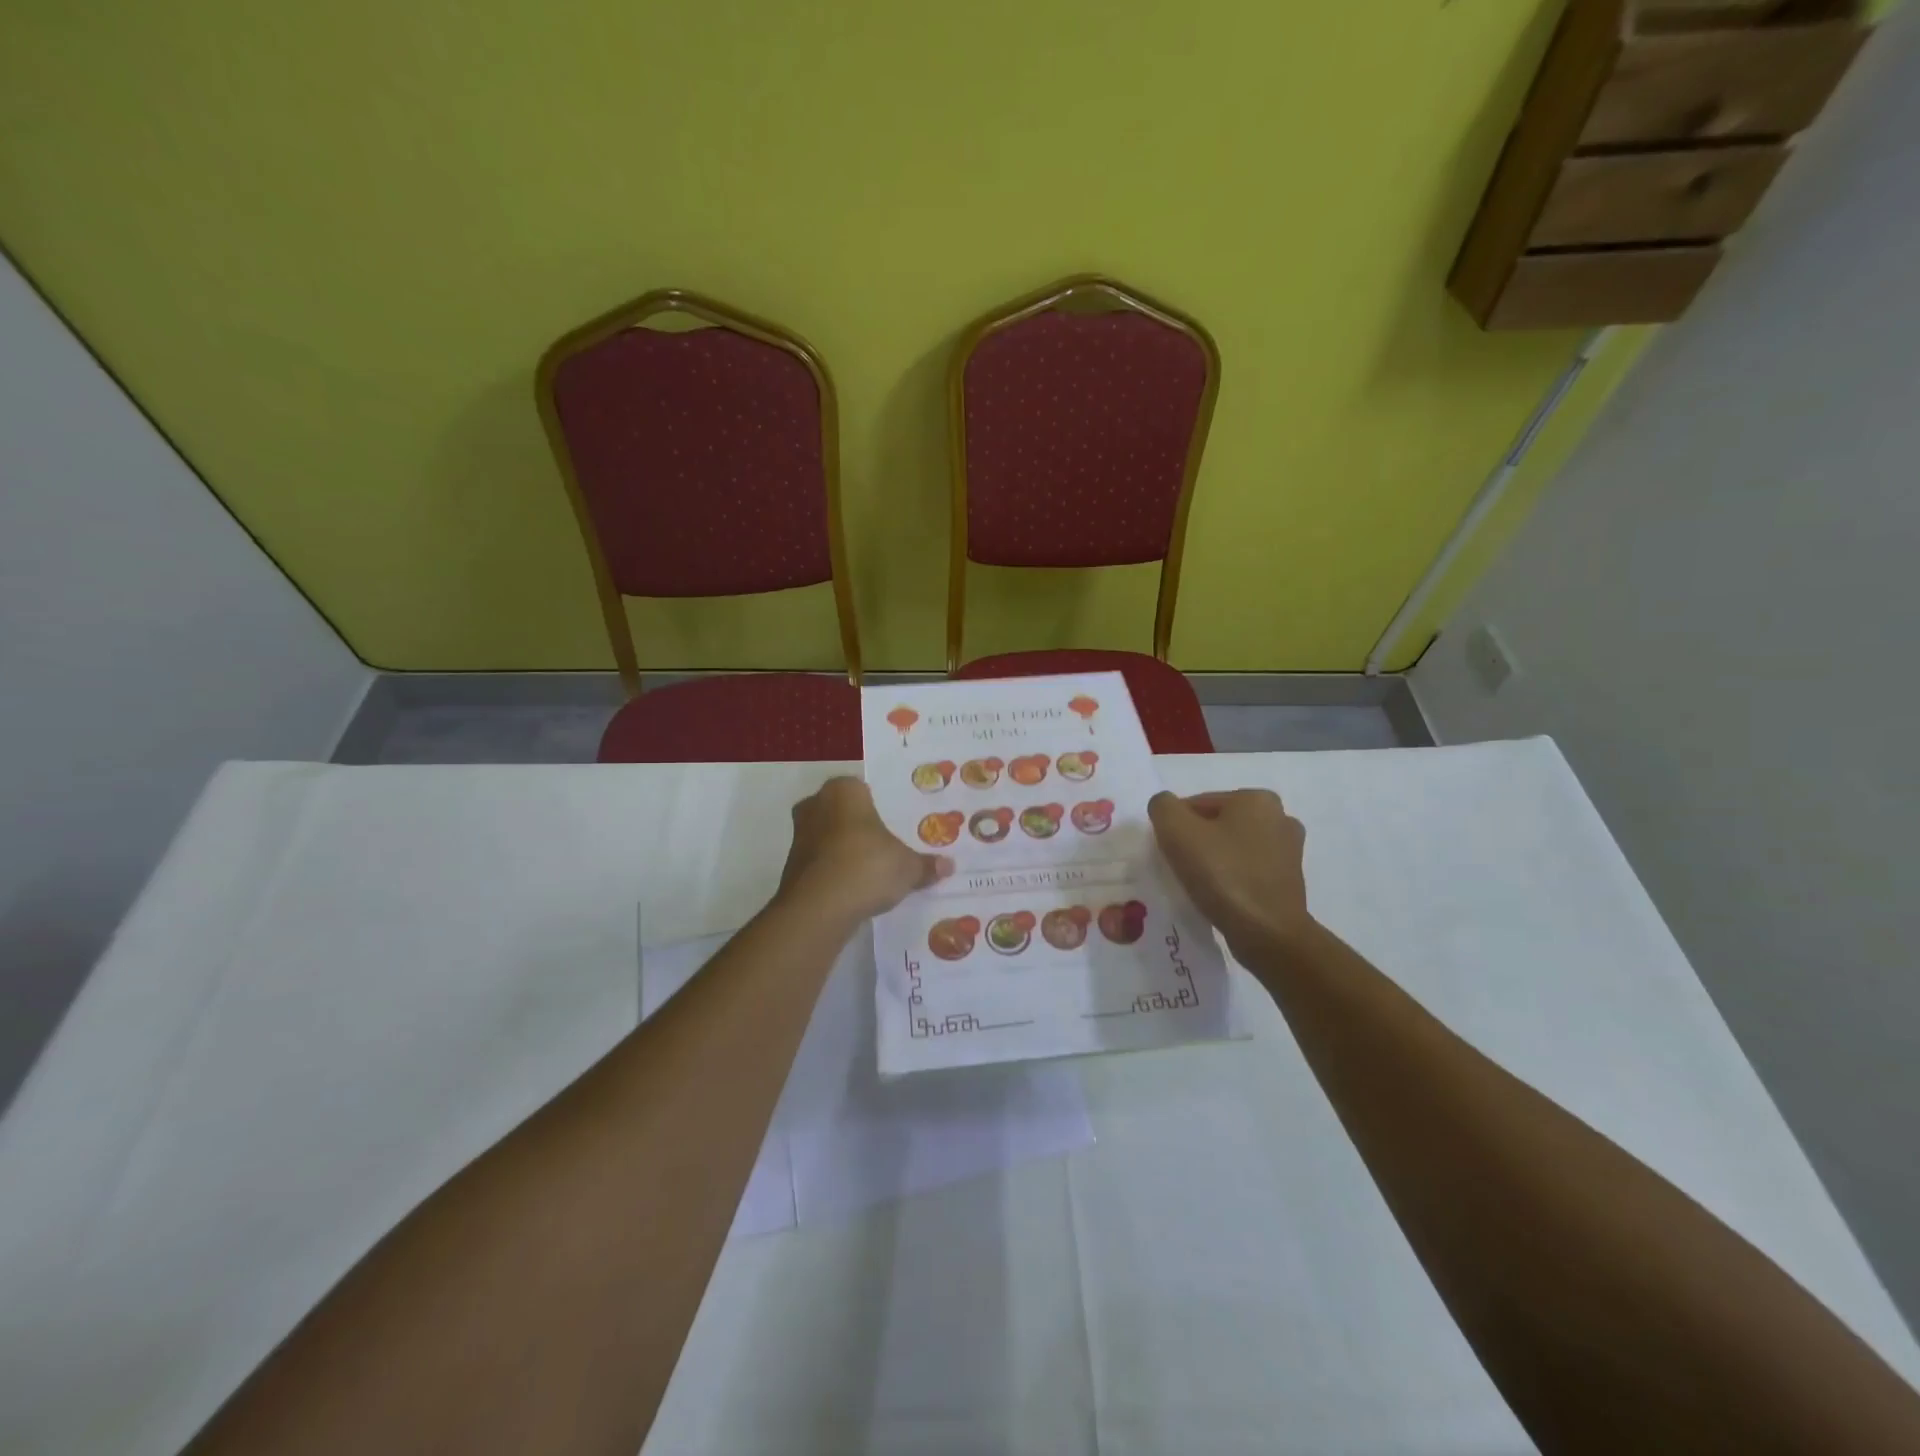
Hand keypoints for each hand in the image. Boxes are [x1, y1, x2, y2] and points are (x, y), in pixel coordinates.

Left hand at [778, 777, 952, 925]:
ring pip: (828, 836)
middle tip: (884, 844)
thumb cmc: (867, 867)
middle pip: (842, 811)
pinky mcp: (791, 867)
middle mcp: (816, 805)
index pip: (862, 788)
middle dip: (858, 825)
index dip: (878, 805)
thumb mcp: (907, 867)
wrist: (818, 909)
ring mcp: (799, 836)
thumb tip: (948, 865)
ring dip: (844, 849)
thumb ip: (926, 865)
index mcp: (844, 791)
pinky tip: (853, 888)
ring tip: (871, 868)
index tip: (894, 823)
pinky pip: (820, 862)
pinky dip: (833, 871)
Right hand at [1147, 789, 1313, 961]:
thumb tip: (1166, 808)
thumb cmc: (1223, 876)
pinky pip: (1248, 869)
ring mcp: (1289, 850)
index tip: (1169, 853)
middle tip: (1181, 868)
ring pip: (1232, 847)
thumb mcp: (1177, 831)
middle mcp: (1280, 817)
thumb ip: (1163, 807)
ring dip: (1214, 860)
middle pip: (1217, 824)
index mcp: (1256, 799)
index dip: (1176, 827)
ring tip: (1200, 885)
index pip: (1198, 804)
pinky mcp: (1290, 880)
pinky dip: (1232, 878)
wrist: (1268, 934)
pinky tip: (1220, 896)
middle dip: (1196, 842)